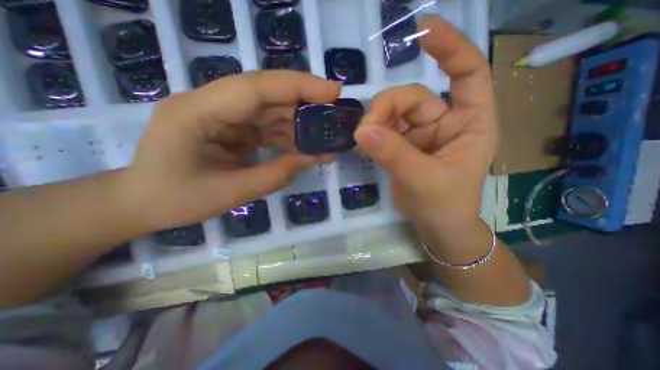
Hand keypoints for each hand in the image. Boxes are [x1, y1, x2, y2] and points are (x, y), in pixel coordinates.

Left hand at [121, 69, 339, 230]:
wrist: (144, 202)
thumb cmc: (176, 200)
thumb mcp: (230, 193)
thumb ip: (275, 174)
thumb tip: (312, 158)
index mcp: (198, 112)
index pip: (256, 87)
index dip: (298, 85)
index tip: (333, 91)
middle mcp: (212, 104)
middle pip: (268, 94)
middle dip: (306, 104)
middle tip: (336, 116)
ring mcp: (224, 115)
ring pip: (272, 111)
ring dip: (300, 125)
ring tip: (325, 143)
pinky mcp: (233, 127)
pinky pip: (268, 126)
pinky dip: (289, 137)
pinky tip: (305, 150)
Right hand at [353, 16, 497, 237]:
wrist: (435, 226)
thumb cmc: (444, 205)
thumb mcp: (423, 180)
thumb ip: (394, 154)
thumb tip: (363, 131)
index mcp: (469, 124)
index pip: (467, 74)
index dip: (449, 49)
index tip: (423, 30)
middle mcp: (445, 123)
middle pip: (413, 98)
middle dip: (387, 109)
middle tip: (366, 130)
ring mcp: (421, 134)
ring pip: (393, 113)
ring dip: (376, 122)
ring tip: (364, 140)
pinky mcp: (402, 145)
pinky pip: (384, 130)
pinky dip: (373, 134)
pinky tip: (365, 143)